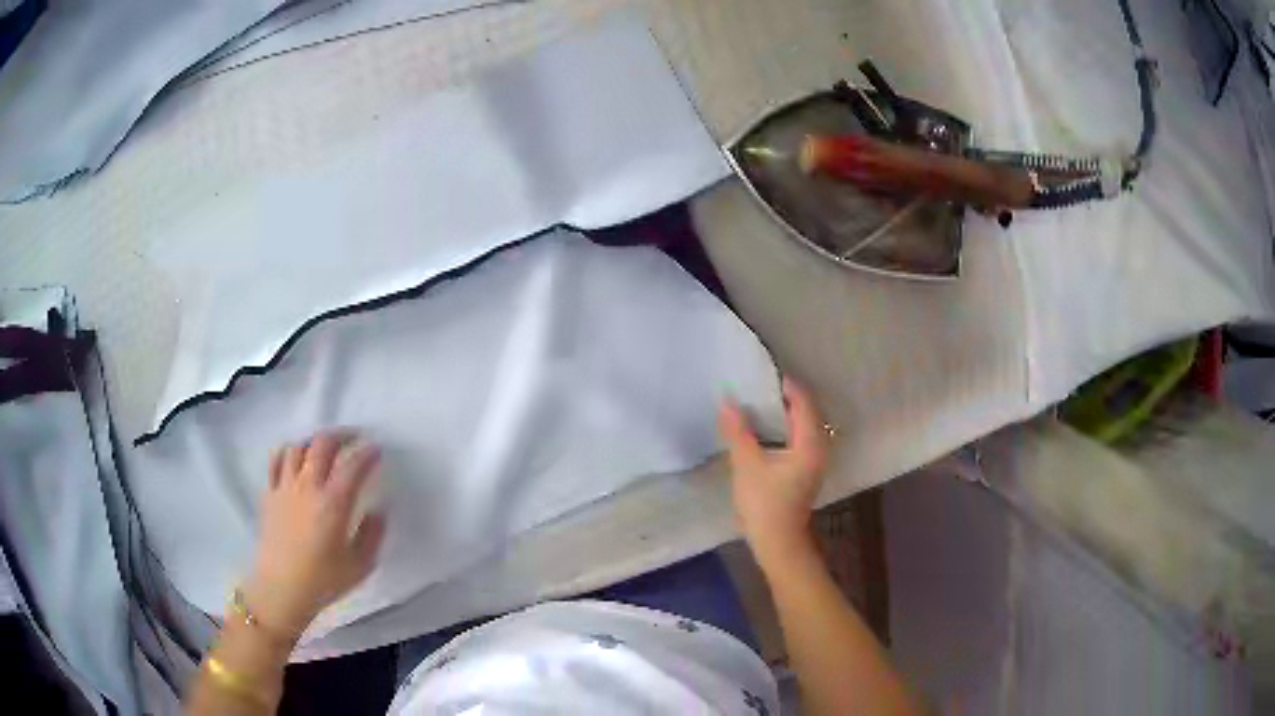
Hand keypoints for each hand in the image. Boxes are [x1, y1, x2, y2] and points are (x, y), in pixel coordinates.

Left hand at [243, 431, 385, 642]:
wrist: (281, 590)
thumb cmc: (323, 581)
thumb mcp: (360, 565)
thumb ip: (373, 534)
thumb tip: (378, 511)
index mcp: (333, 504)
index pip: (353, 465)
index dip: (367, 453)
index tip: (376, 450)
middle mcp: (308, 487)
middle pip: (323, 444)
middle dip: (342, 435)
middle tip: (355, 438)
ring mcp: (285, 487)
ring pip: (299, 447)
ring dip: (315, 440)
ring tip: (326, 446)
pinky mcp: (270, 493)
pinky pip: (277, 460)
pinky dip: (290, 451)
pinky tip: (297, 457)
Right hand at [719, 378, 829, 572]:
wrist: (778, 542)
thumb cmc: (765, 503)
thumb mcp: (747, 464)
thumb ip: (738, 431)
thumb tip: (728, 400)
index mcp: (810, 442)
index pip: (802, 401)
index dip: (784, 385)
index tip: (760, 374)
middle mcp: (819, 446)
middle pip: (806, 410)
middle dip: (783, 397)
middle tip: (755, 386)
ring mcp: (814, 460)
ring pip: (802, 424)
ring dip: (783, 413)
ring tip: (756, 403)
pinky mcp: (805, 470)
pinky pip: (799, 437)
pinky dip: (784, 427)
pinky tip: (763, 430)